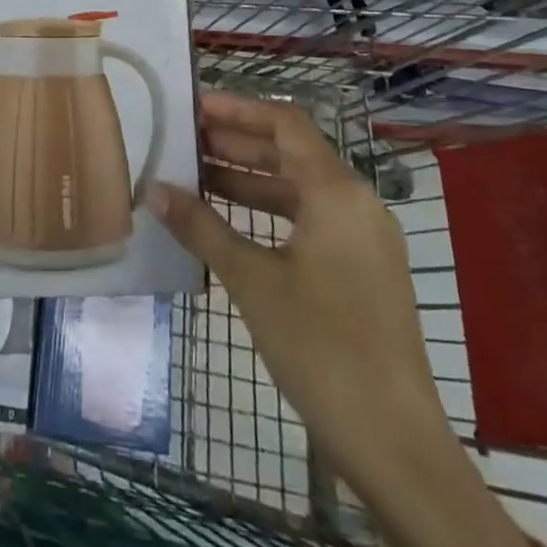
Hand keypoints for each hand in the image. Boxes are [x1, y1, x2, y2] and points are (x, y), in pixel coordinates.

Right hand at [147, 90, 534, 546]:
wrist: (392, 440)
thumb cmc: (319, 346)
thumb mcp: (251, 280)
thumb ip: (201, 226)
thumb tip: (153, 189)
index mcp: (338, 192)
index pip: (285, 125)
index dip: (238, 110)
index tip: (193, 107)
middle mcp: (357, 203)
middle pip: (292, 152)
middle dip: (237, 143)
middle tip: (185, 139)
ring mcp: (364, 238)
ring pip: (300, 188)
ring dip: (250, 178)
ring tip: (196, 175)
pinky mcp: (362, 268)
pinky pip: (310, 219)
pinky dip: (270, 211)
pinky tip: (230, 220)